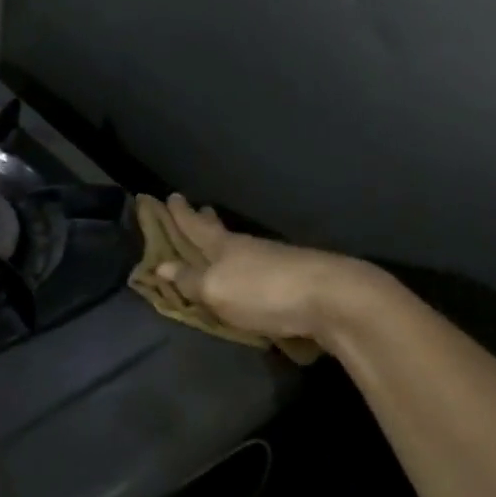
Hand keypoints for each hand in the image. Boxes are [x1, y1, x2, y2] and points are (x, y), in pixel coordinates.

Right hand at [155, 194, 356, 345]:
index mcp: (224, 245)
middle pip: (221, 232)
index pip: (195, 226)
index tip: (171, 196)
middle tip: (199, 209)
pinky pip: (259, 269)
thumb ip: (190, 280)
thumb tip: (162, 265)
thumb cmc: (263, 290)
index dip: (180, 214)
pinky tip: (250, 274)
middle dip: (206, 222)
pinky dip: (247, 266)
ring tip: (219, 244)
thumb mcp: (216, 289)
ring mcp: (275, 262)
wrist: (334, 300)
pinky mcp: (296, 281)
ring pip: (242, 249)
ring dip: (227, 244)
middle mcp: (248, 248)